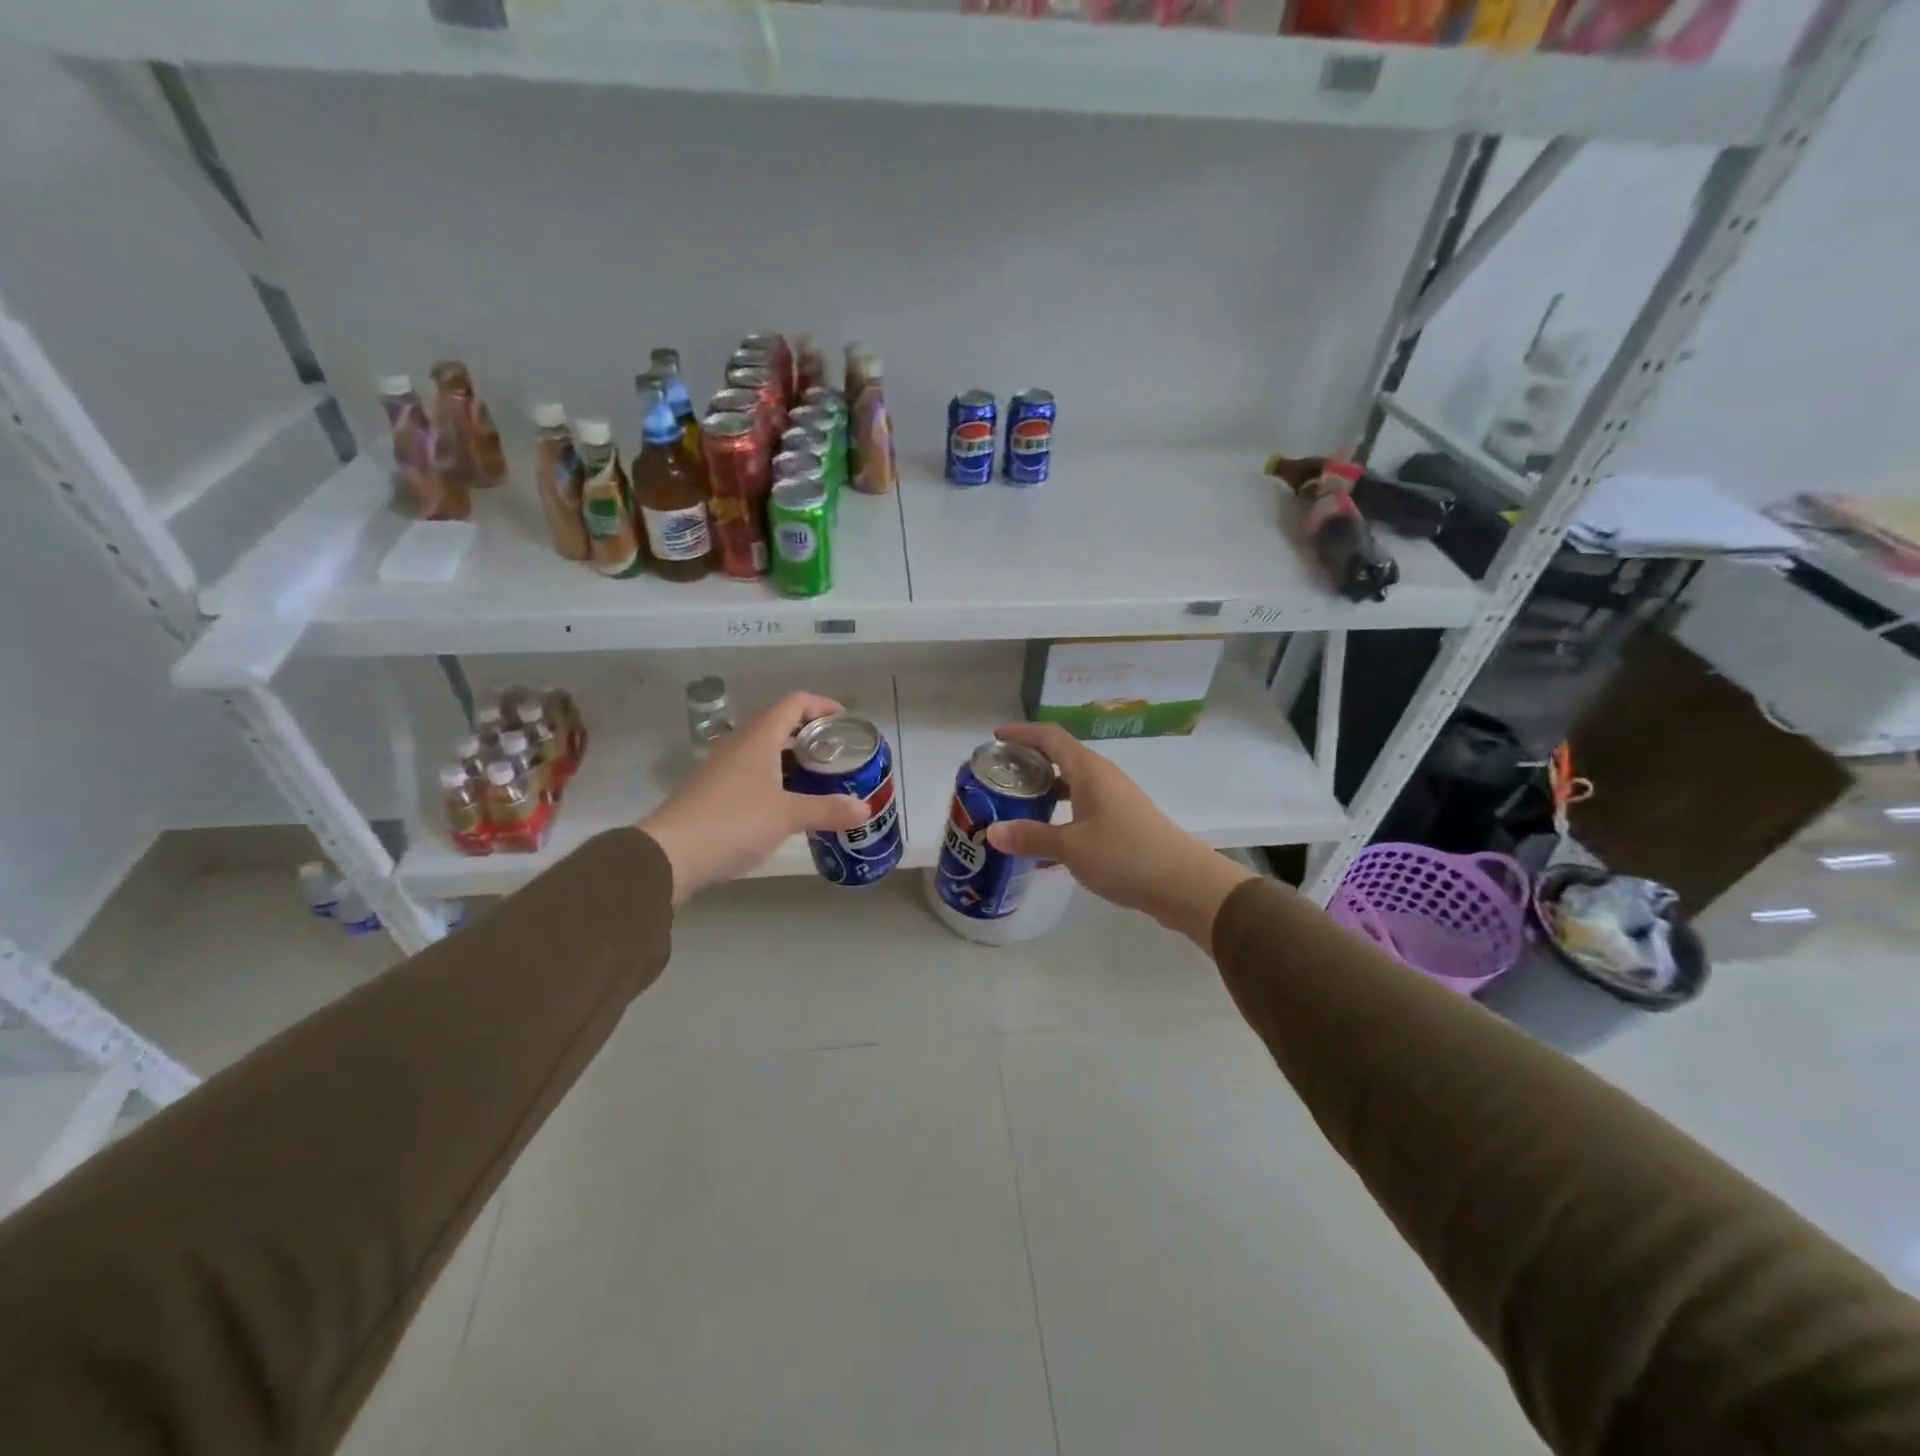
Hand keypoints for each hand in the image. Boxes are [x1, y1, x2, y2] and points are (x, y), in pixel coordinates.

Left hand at [640, 692, 865, 904]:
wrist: (671, 854)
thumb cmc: (733, 822)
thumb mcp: (787, 816)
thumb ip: (828, 809)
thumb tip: (865, 809)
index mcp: (758, 738)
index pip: (795, 703)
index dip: (823, 706)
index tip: (846, 723)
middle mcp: (739, 745)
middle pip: (780, 724)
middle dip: (812, 736)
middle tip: (839, 756)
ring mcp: (723, 768)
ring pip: (766, 751)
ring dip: (794, 760)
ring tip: (821, 781)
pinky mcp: (714, 792)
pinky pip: (753, 773)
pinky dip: (777, 780)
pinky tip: (789, 805)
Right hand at [984, 723, 1254, 951]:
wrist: (1183, 883)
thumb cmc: (1125, 855)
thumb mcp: (1071, 847)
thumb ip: (1031, 837)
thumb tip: (990, 831)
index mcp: (1089, 770)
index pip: (1050, 737)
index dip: (1022, 732)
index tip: (995, 736)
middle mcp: (1103, 777)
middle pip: (1061, 757)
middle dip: (1029, 761)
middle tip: (999, 774)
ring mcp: (1115, 800)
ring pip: (1072, 784)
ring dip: (1044, 789)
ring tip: (1015, 803)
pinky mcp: (1122, 822)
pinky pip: (1082, 807)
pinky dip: (1060, 813)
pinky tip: (1045, 839)